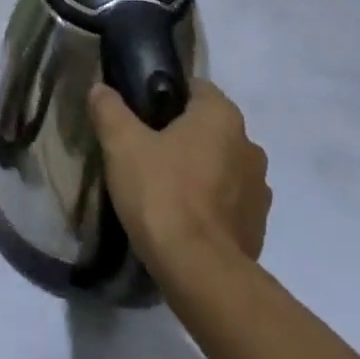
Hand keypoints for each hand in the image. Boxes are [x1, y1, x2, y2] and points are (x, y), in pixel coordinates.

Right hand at [89, 79, 269, 268]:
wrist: (200, 271)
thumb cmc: (162, 194)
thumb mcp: (121, 145)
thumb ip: (109, 110)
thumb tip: (100, 89)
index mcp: (222, 116)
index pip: (196, 87)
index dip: (166, 95)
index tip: (141, 112)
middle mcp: (249, 144)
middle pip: (209, 126)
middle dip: (182, 134)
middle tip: (145, 149)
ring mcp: (259, 188)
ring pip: (221, 164)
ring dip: (199, 169)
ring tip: (163, 186)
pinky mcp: (258, 225)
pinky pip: (229, 200)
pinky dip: (210, 202)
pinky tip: (182, 216)